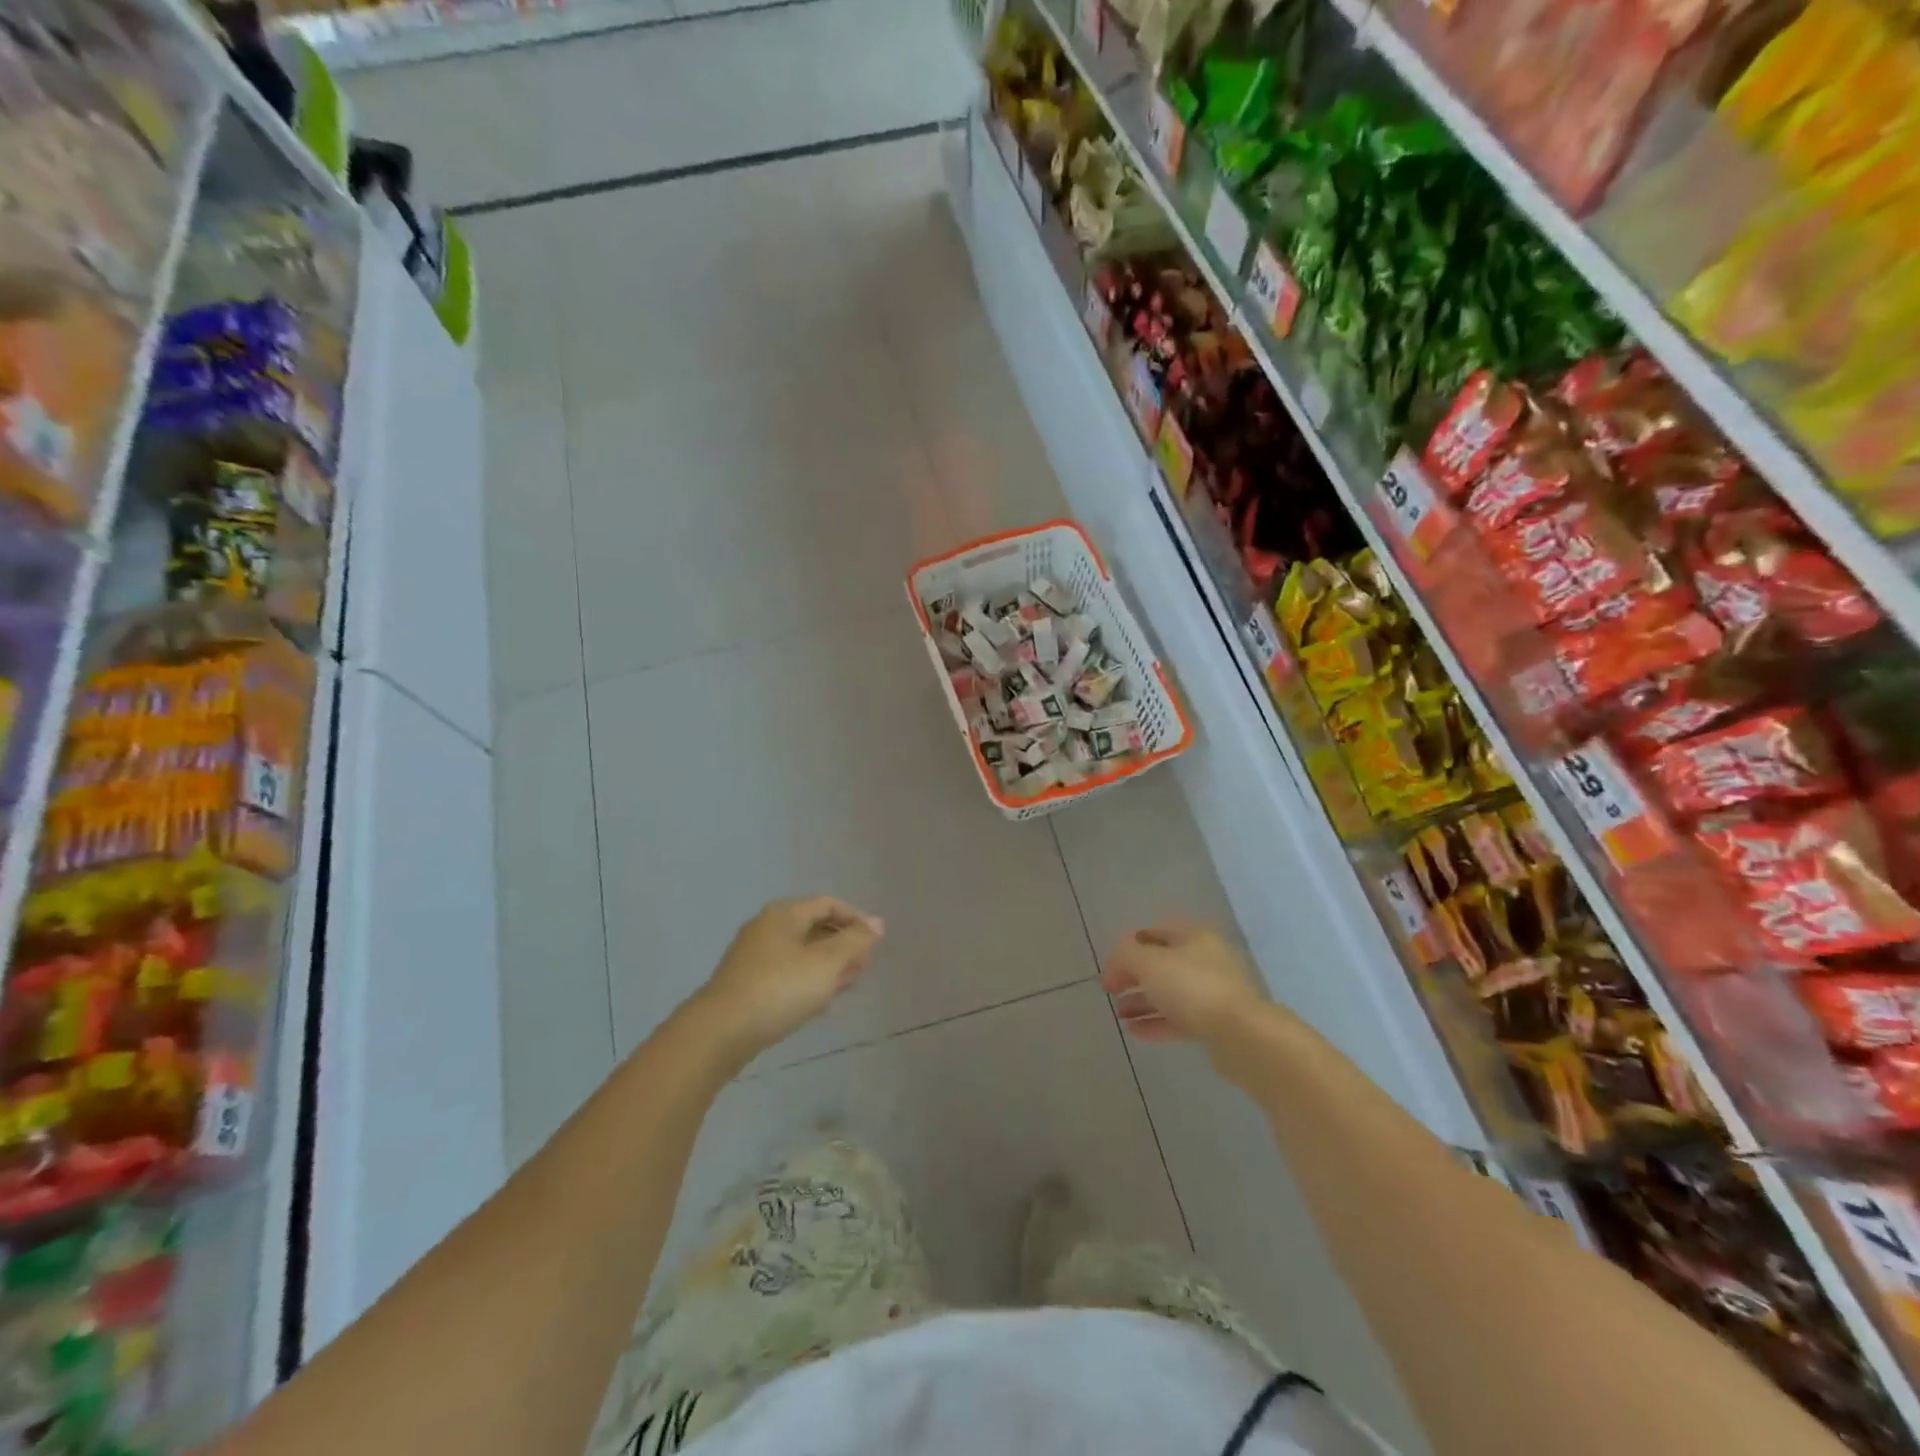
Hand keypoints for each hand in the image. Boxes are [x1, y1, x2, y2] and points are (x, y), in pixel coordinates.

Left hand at [690, 897, 885, 1056]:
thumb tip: (877, 923)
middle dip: (842, 944)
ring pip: (800, 952)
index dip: (856, 919)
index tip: (875, 943)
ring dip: (827, 965)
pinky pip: (786, 972)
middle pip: (814, 926)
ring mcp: (753, 956)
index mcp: (784, 914)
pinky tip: (819, 1001)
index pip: (829, 904)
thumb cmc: (779, 989)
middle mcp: (767, 927)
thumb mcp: (826, 963)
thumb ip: (855, 941)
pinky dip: (807, 979)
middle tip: (864, 966)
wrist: (720, 1032)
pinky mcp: (746, 983)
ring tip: (847, 984)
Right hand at [1101, 922, 1265, 1045]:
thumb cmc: (1193, 988)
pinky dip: (1156, 1022)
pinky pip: (1179, 1018)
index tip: (1108, 968)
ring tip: (1119, 1014)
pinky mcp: (1216, 1023)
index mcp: (1194, 936)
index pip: (1153, 933)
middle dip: (1133, 976)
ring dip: (1142, 1001)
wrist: (1243, 1036)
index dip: (1126, 947)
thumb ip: (1124, 957)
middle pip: (1161, 963)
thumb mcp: (1149, 963)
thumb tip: (1115, 966)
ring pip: (1169, 992)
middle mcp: (1205, 959)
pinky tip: (1134, 1032)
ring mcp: (1213, 992)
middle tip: (1111, 991)